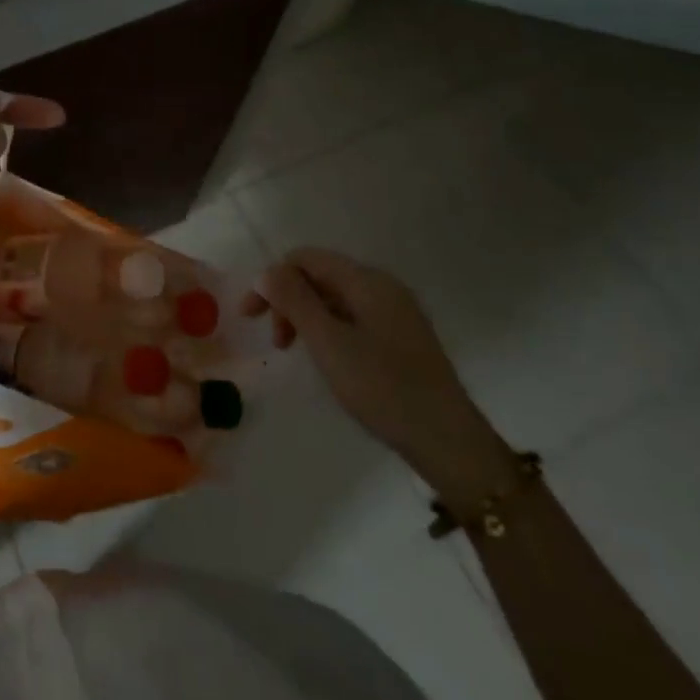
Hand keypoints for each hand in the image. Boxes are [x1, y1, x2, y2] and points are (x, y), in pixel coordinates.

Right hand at [247, 249, 516, 510]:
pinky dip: (328, 329)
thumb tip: (266, 271)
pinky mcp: (401, 337)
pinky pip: (352, 317)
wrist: (448, 441)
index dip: (272, 279)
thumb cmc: (383, 387)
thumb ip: (294, 301)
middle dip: (288, 300)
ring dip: (306, 317)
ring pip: (335, 298)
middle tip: (277, 343)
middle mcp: (382, 286)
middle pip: (319, 275)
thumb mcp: (328, 343)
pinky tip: (328, 359)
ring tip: (297, 352)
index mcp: (367, 280)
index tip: (251, 317)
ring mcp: (395, 312)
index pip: (305, 258)